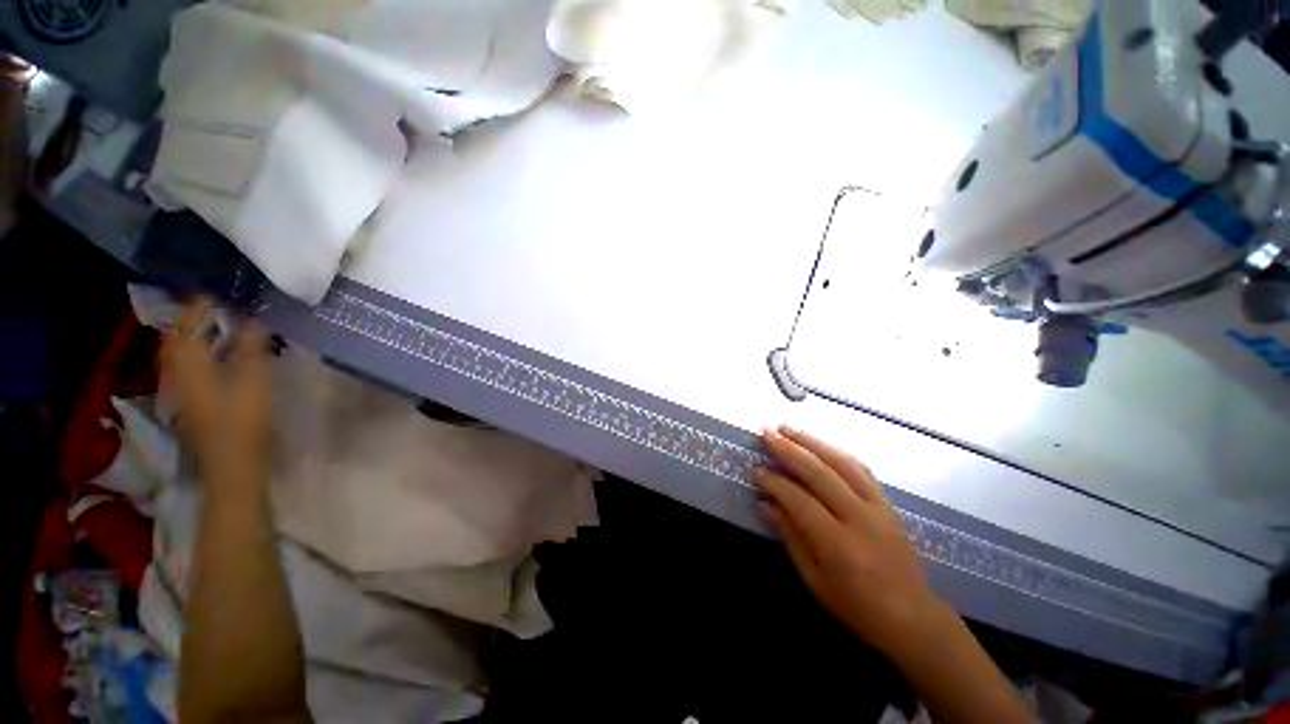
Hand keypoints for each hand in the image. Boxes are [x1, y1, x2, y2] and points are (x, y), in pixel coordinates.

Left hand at [162, 298, 271, 488]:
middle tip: (212, 306)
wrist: (231, 465)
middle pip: (176, 339)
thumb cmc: (243, 422)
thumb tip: (252, 320)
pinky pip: (186, 366)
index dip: (197, 308)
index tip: (214, 293)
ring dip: (191, 335)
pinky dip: (195, 352)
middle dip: (189, 319)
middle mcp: (177, 374)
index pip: (186, 327)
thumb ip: (250, 350)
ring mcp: (181, 390)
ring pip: (178, 354)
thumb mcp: (253, 383)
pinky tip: (211, 354)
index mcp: (190, 366)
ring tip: (212, 324)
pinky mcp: (190, 402)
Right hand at [756, 425, 945, 657]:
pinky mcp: (887, 503)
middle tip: (766, 434)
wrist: (913, 617)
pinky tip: (820, 444)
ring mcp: (878, 507)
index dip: (776, 484)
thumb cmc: (857, 606)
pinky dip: (836, 452)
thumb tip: (765, 505)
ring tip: (787, 428)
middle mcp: (861, 518)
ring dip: (812, 442)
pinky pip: (860, 469)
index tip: (757, 471)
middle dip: (790, 450)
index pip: (801, 501)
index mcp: (840, 545)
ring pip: (842, 463)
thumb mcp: (815, 581)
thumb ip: (790, 538)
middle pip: (821, 473)